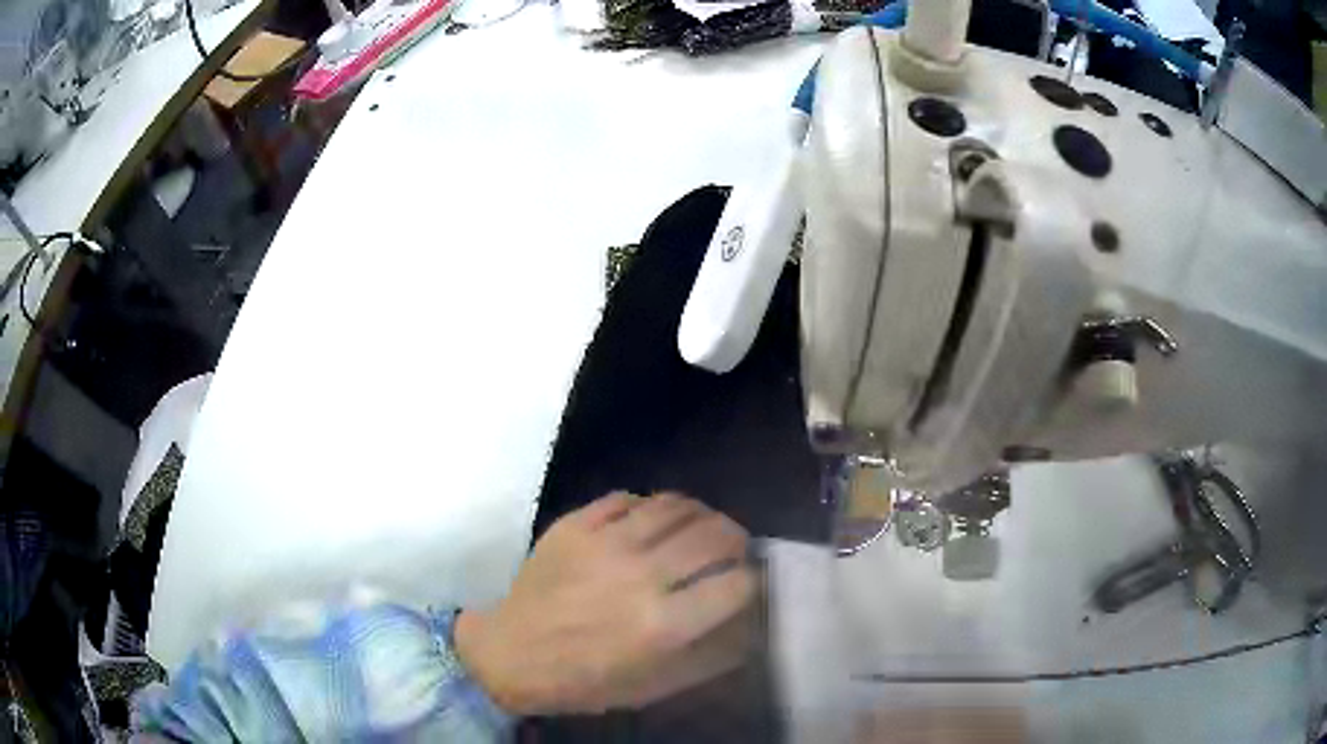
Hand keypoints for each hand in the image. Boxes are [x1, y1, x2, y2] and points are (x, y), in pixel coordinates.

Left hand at [454, 492, 756, 714]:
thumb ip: (709, 658)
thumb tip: (749, 627)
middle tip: (731, 548)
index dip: (752, 580)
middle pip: (713, 534)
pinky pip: (625, 497)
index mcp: (663, 624)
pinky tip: (648, 522)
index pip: (737, 583)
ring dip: (698, 513)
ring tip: (697, 526)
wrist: (510, 654)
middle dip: (735, 539)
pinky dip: (648, 506)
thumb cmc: (585, 679)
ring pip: (674, 504)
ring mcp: (604, 543)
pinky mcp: (573, 525)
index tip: (747, 582)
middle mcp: (639, 576)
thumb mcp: (654, 686)